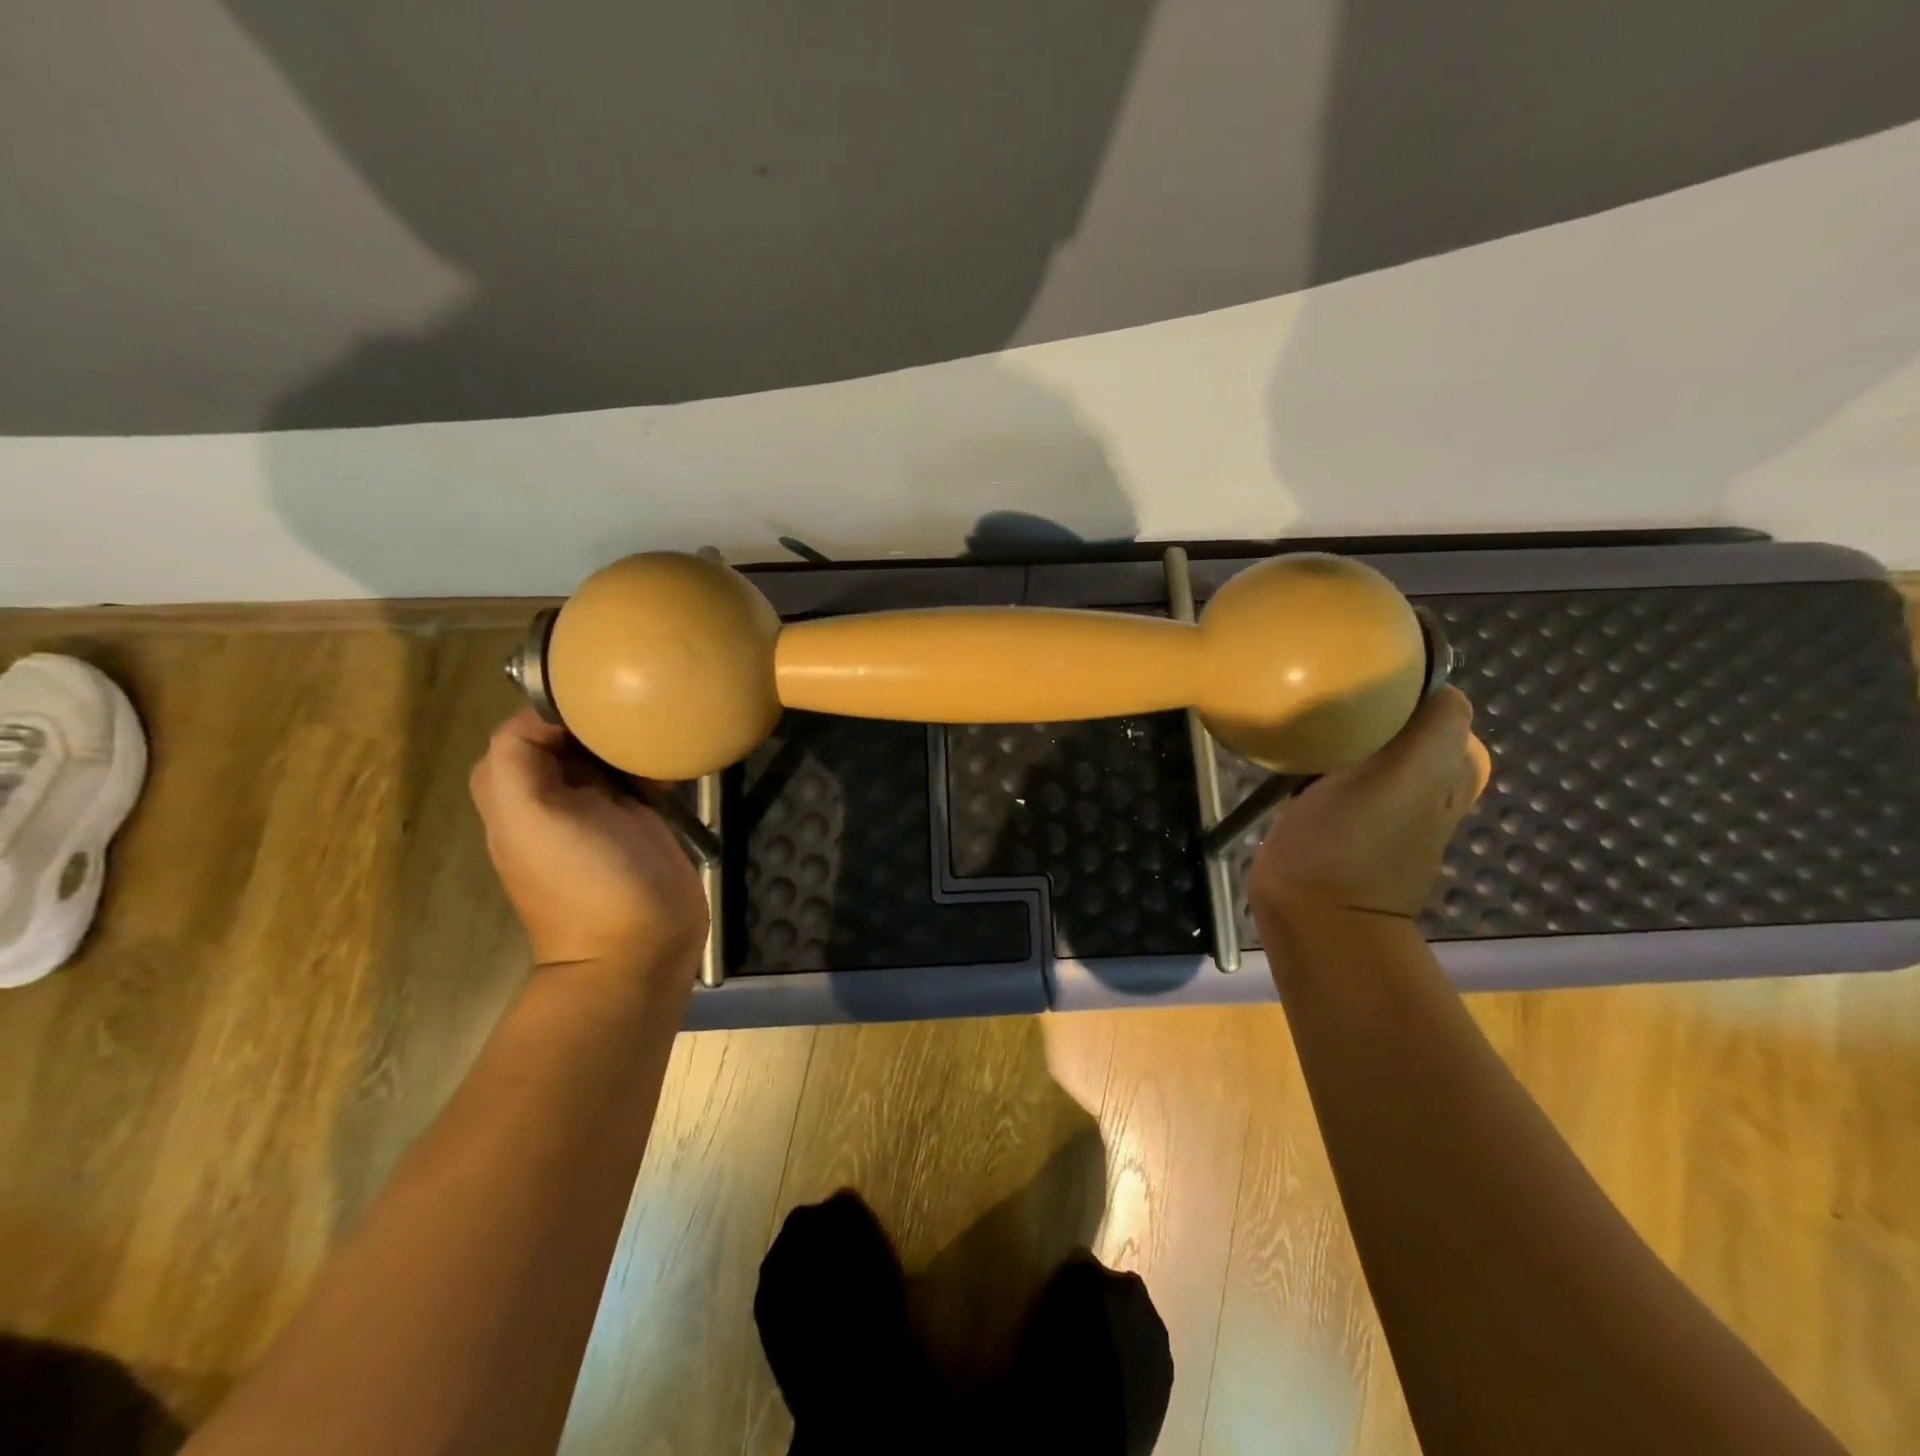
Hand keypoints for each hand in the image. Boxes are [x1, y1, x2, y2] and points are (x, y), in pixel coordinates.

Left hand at [470, 708, 708, 978]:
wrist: (641, 945)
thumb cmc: (585, 879)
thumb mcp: (529, 817)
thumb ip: (516, 757)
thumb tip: (548, 711)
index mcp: (516, 791)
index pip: (529, 724)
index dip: (560, 705)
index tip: (602, 695)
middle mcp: (553, 793)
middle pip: (571, 733)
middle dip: (600, 716)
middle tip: (638, 707)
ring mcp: (600, 807)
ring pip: (607, 750)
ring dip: (630, 737)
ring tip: (659, 726)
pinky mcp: (639, 818)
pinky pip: (640, 773)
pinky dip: (654, 761)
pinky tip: (673, 758)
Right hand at [1249, 687, 1491, 922]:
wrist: (1311, 914)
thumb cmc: (1352, 843)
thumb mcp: (1405, 777)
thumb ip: (1434, 729)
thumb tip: (1438, 683)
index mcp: (1445, 773)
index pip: (1434, 707)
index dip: (1403, 686)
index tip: (1360, 678)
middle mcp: (1418, 786)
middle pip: (1395, 723)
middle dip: (1367, 706)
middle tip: (1328, 697)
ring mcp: (1373, 804)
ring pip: (1361, 746)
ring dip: (1338, 732)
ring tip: (1308, 721)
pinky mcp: (1332, 817)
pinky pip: (1331, 771)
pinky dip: (1316, 759)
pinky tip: (1294, 758)